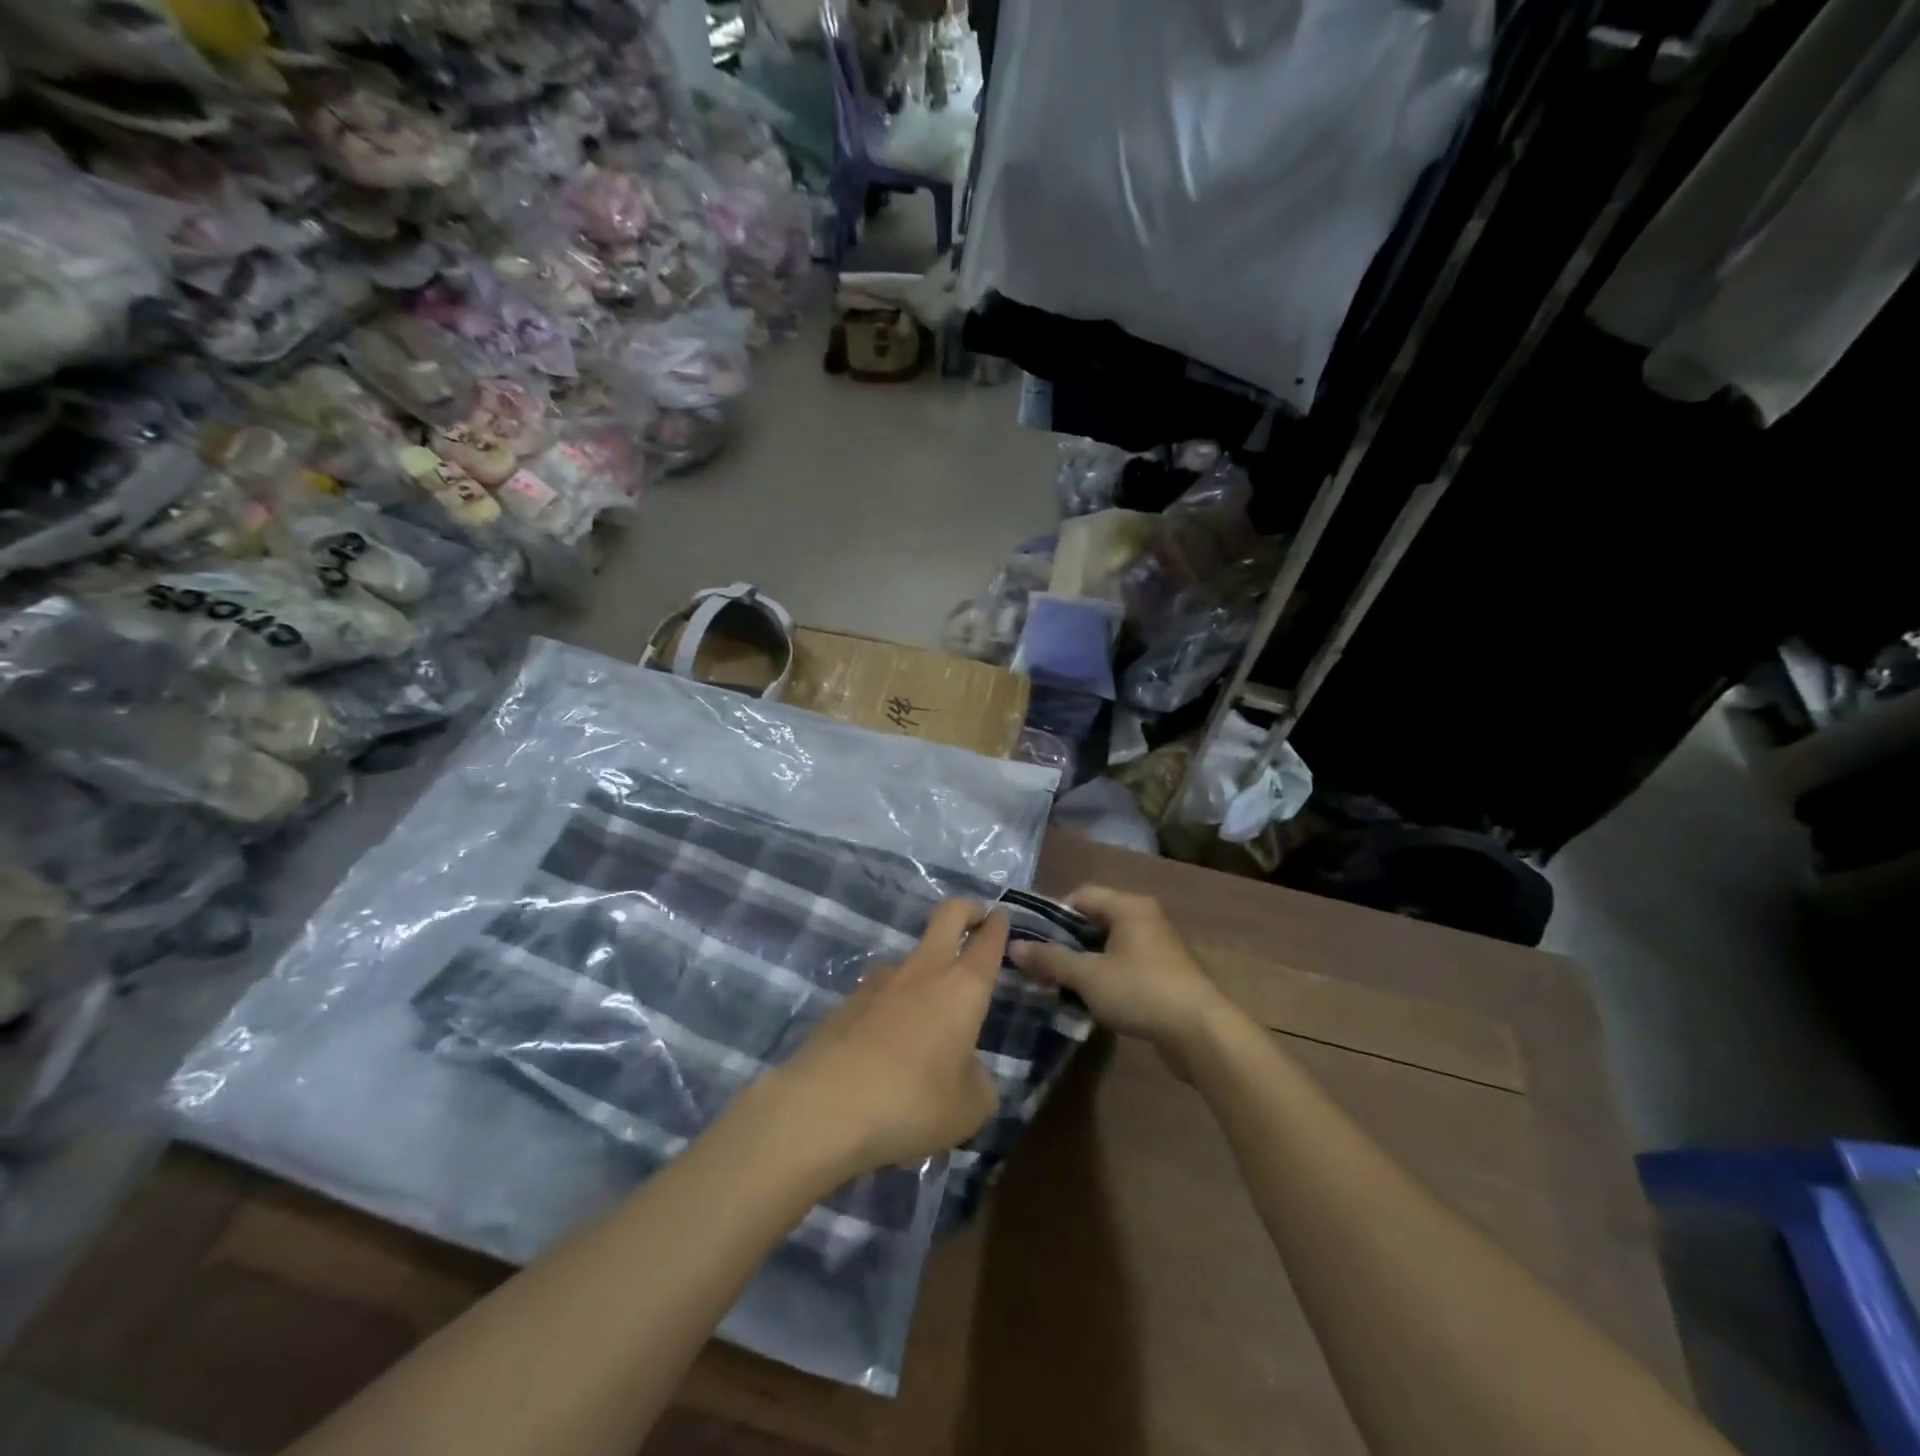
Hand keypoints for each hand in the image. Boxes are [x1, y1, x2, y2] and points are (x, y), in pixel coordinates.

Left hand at [771, 900, 1005, 1176]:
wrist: (825, 1107)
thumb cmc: (913, 1102)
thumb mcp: (968, 1109)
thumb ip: (978, 1083)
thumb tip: (968, 1072)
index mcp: (962, 987)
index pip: (987, 941)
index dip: (998, 926)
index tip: (1002, 916)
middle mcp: (923, 971)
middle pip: (948, 915)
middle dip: (967, 910)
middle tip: (976, 919)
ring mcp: (879, 982)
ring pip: (911, 958)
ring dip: (926, 970)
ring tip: (929, 1020)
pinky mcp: (847, 1002)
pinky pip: (881, 994)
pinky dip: (892, 1007)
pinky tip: (888, 1048)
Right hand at [1009, 886, 1232, 1070]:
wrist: (1201, 1032)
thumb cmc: (1141, 991)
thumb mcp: (1088, 976)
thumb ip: (1050, 960)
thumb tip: (1013, 947)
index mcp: (1128, 906)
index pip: (1081, 895)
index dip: (1052, 913)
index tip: (1032, 938)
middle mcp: (1145, 917)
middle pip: (1096, 919)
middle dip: (1067, 939)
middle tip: (1041, 961)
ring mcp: (1159, 945)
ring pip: (1111, 944)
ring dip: (1086, 960)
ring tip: (1060, 981)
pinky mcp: (1166, 973)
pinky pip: (1126, 963)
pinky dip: (1106, 974)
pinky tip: (1092, 997)